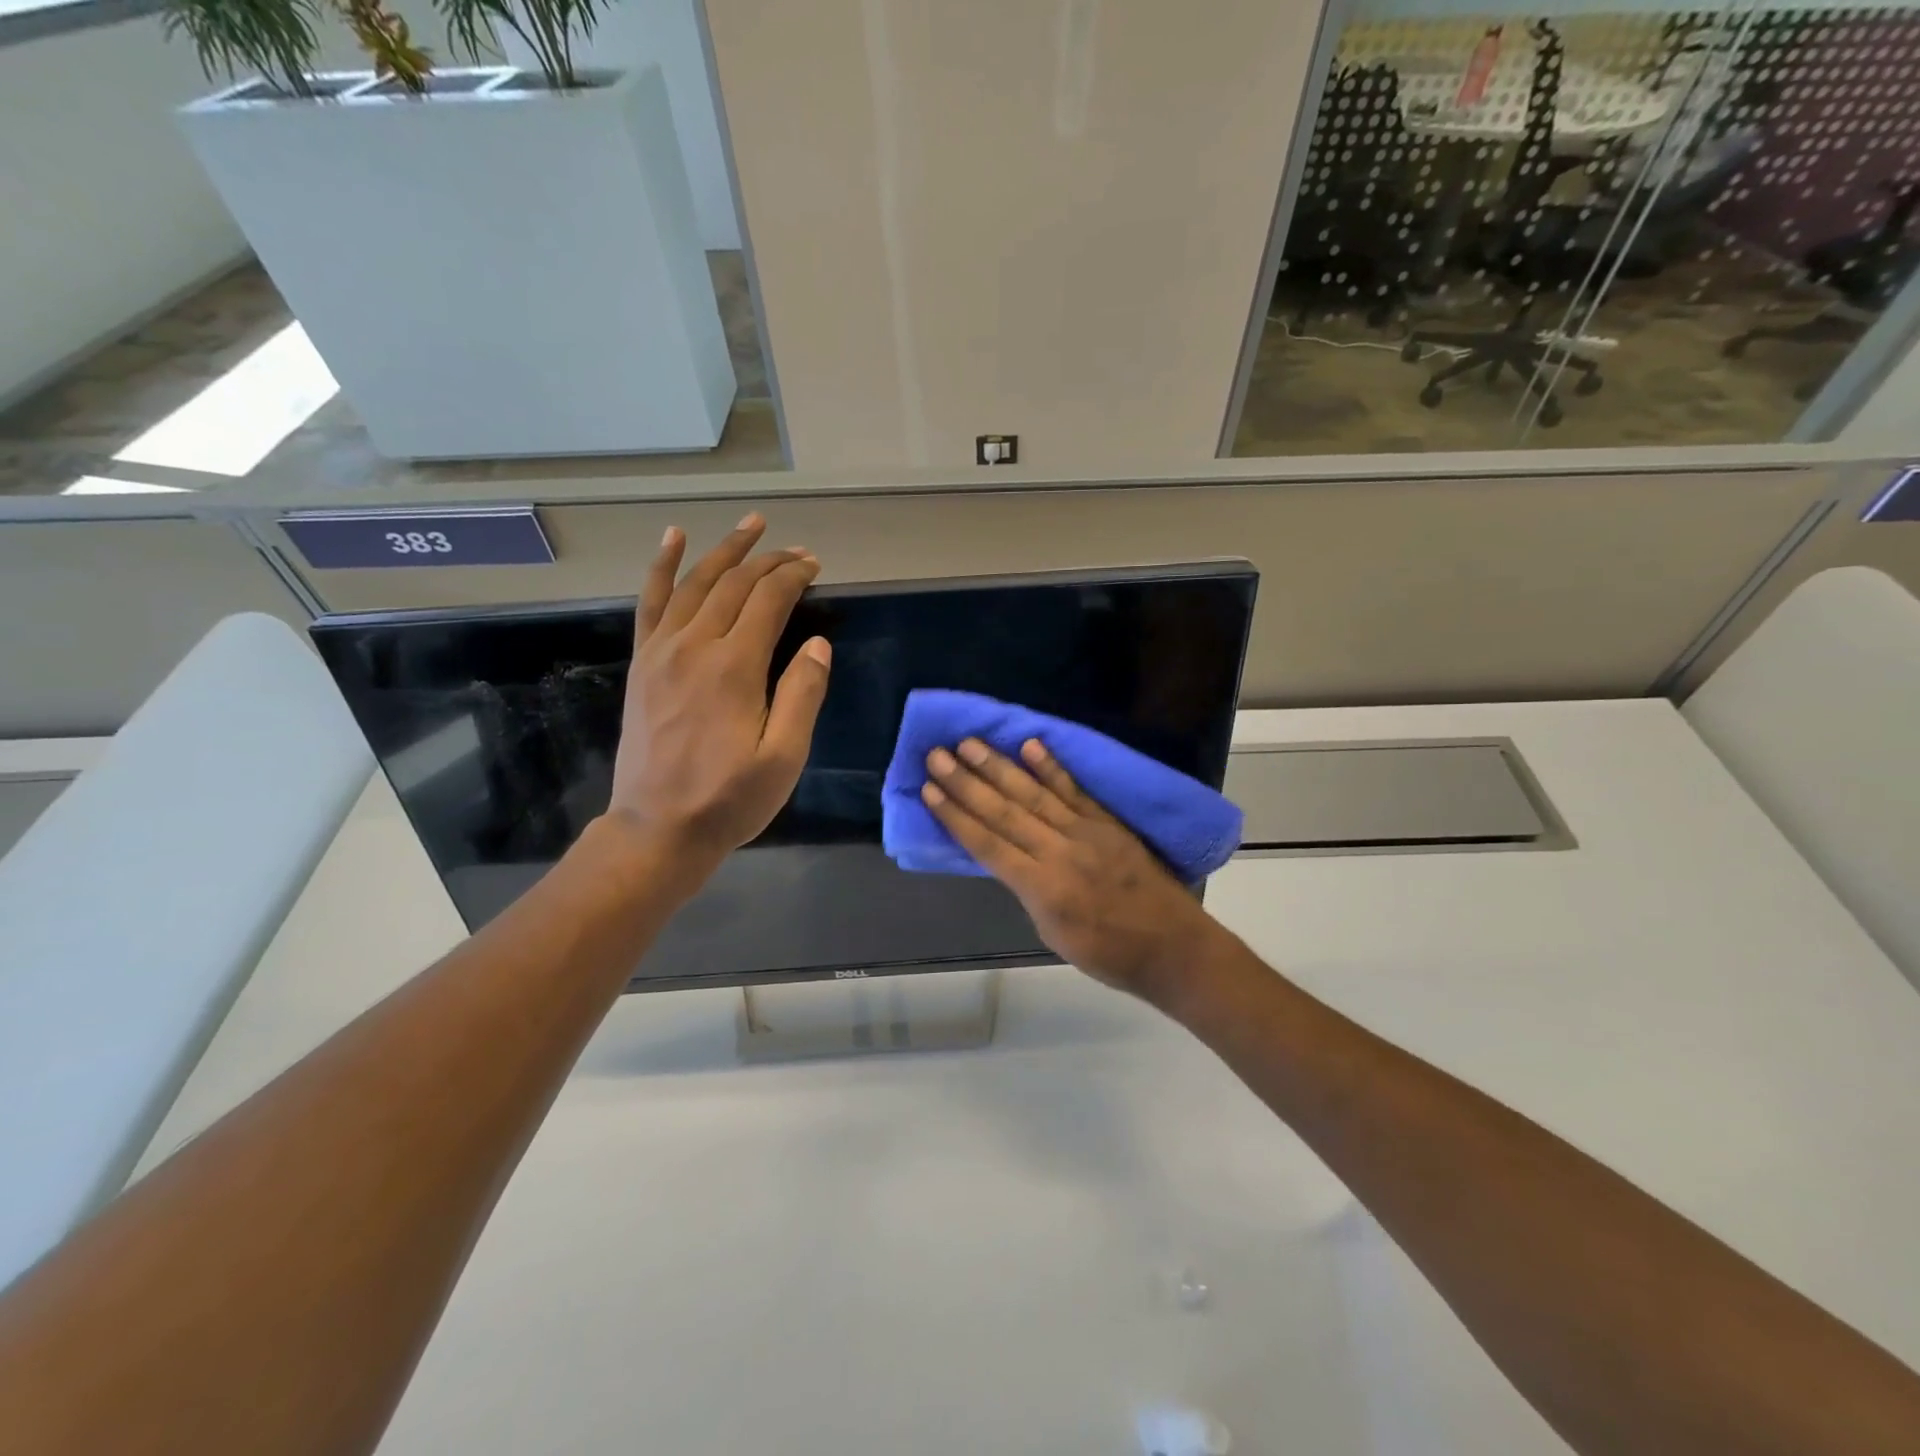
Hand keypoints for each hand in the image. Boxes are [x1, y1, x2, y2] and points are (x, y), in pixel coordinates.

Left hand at [607, 514, 830, 872]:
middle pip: (734, 584)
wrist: (657, 829)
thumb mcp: (783, 758)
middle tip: (797, 549)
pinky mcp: (643, 664)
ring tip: (750, 525)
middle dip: (769, 560)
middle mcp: (695, 646)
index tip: (816, 565)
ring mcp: (661, 651)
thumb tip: (817, 643)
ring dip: (724, 550)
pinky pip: (651, 603)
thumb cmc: (729, 800)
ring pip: (695, 583)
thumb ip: (803, 696)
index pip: (768, 600)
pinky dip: (662, 566)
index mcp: (734, 667)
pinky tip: (673, 539)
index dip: (794, 576)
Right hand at [920, 737, 1219, 999]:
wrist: (1173, 947)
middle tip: (936, 754)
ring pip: (1034, 793)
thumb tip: (1008, 858)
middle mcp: (1059, 851)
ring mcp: (1086, 831)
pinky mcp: (1108, 822)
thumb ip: (1028, 890)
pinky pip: (1075, 790)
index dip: (955, 816)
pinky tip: (1030, 745)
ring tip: (970, 743)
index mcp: (1042, 887)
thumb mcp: (1053, 933)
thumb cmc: (1109, 954)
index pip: (987, 844)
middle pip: (1004, 811)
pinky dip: (1052, 767)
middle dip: (966, 782)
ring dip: (999, 766)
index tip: (929, 790)